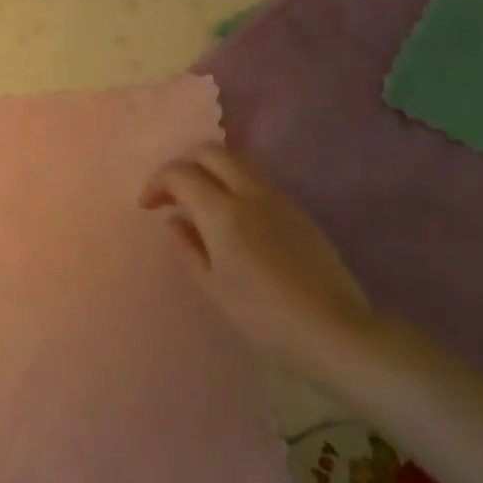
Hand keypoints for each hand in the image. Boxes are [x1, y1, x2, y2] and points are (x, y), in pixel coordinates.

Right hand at [139, 143, 374, 378]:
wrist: (334, 331)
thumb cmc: (264, 317)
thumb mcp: (213, 287)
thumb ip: (188, 247)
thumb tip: (176, 220)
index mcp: (223, 212)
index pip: (180, 172)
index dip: (157, 183)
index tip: (148, 207)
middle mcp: (250, 193)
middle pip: (210, 151)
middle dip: (183, 165)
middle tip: (172, 196)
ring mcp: (279, 198)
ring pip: (236, 161)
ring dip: (210, 171)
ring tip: (200, 205)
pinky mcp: (298, 210)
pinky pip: (257, 180)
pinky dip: (233, 184)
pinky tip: (232, 218)